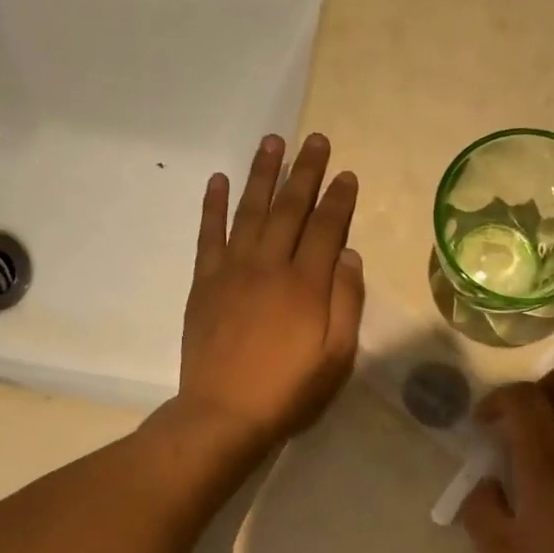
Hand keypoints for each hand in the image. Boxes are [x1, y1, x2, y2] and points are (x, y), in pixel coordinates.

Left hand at [175, 133, 364, 456]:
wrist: (224, 413)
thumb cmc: (288, 391)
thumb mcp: (336, 357)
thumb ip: (346, 303)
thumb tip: (349, 255)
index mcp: (306, 285)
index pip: (326, 228)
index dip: (338, 199)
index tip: (346, 173)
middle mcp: (269, 266)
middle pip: (290, 209)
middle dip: (305, 172)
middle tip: (315, 140)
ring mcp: (232, 270)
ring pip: (250, 211)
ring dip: (262, 175)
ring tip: (272, 142)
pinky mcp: (204, 283)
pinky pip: (208, 235)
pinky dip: (213, 206)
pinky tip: (218, 181)